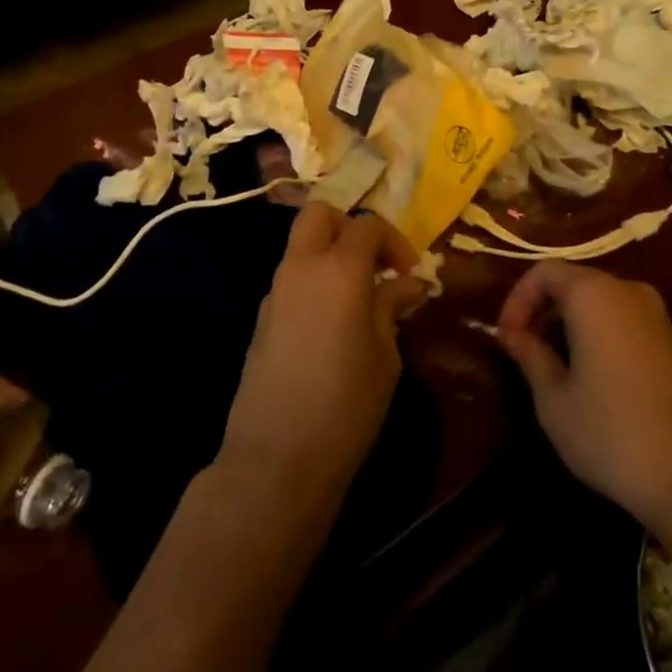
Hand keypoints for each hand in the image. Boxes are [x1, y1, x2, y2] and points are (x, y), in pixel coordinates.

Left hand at [217, 204, 424, 501]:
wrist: (276, 458)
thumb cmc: (346, 405)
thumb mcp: (385, 356)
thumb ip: (391, 308)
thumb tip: (406, 284)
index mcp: (339, 270)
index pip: (367, 225)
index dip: (394, 241)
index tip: (409, 274)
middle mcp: (301, 267)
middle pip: (319, 214)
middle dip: (350, 227)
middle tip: (374, 265)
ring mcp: (275, 291)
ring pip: (301, 245)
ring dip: (331, 255)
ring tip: (359, 299)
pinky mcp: (262, 317)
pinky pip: (292, 279)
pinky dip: (314, 282)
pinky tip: (332, 325)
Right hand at [497, 262, 671, 530]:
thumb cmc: (610, 432)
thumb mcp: (553, 398)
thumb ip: (530, 355)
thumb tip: (514, 335)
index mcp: (594, 294)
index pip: (544, 271)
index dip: (517, 300)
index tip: (507, 340)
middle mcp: (628, 291)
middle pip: (573, 281)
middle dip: (542, 309)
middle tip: (522, 349)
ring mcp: (655, 315)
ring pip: (598, 301)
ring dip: (568, 322)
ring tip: (549, 363)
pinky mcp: (671, 341)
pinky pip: (621, 319)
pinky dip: (595, 332)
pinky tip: (587, 373)